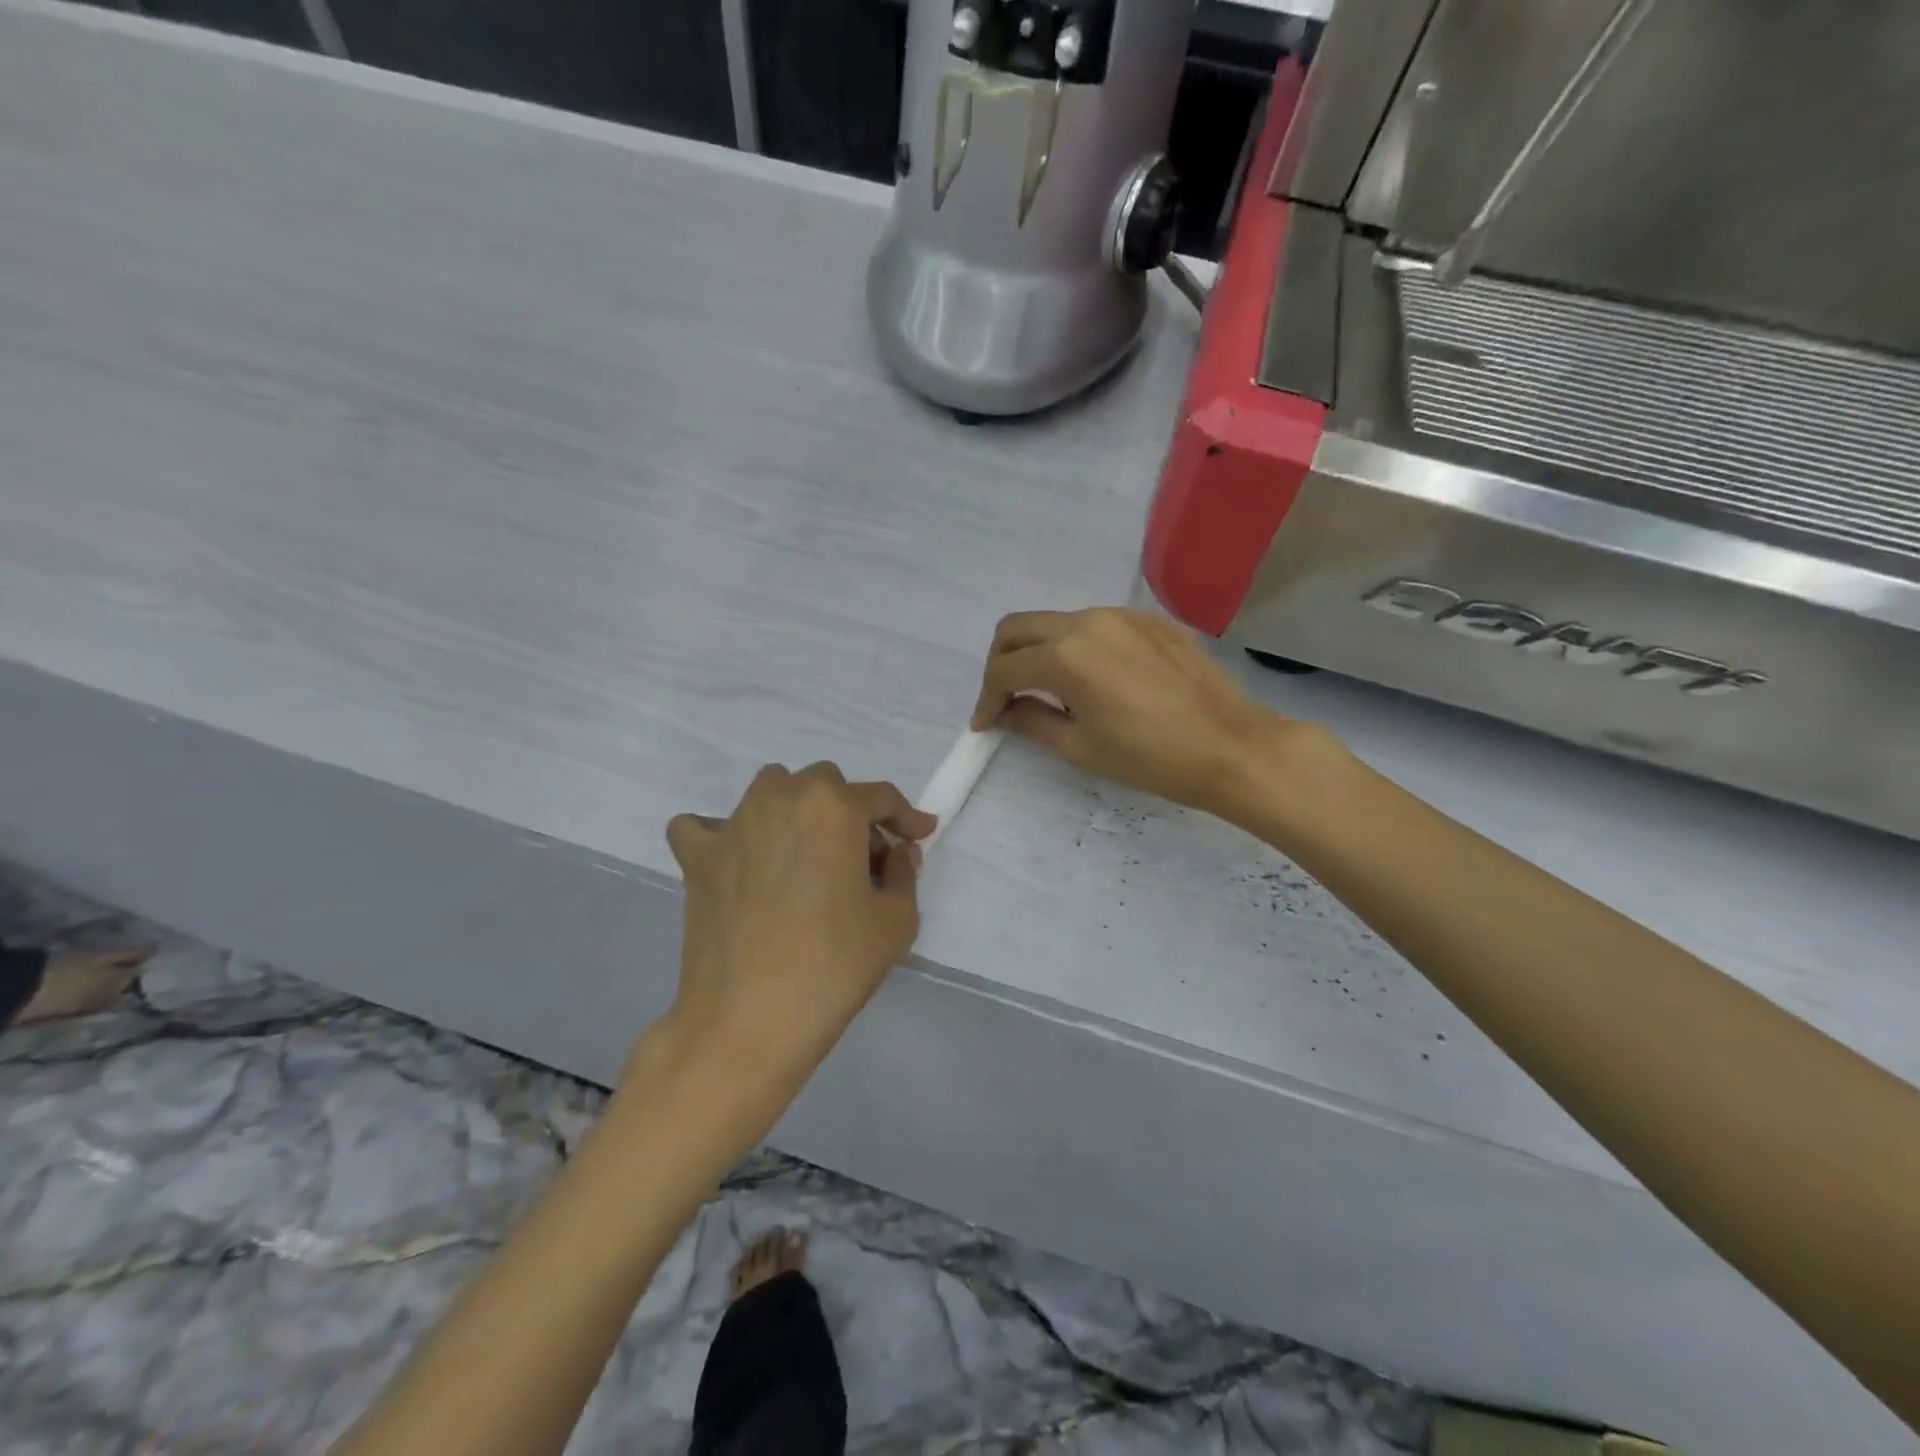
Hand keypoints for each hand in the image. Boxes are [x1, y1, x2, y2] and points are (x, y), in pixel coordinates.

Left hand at [653, 763, 935, 1096]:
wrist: (748, 1022)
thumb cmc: (833, 967)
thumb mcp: (896, 921)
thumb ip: (904, 874)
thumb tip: (896, 852)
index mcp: (833, 807)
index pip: (880, 797)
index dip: (906, 817)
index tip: (920, 836)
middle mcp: (780, 798)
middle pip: (824, 785)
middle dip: (850, 813)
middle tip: (863, 859)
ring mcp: (731, 825)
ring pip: (770, 791)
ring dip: (795, 810)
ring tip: (806, 855)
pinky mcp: (697, 857)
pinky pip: (703, 826)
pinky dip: (722, 834)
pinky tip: (738, 860)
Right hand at [971, 608, 1286, 817]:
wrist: (1231, 746)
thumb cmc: (1151, 757)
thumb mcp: (1081, 747)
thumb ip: (1033, 720)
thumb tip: (1009, 708)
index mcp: (1066, 655)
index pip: (1004, 668)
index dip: (986, 698)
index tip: (985, 725)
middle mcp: (1087, 621)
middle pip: (1018, 628)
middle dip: (1000, 662)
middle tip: (1004, 698)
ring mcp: (1121, 615)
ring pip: (1056, 622)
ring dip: (1038, 652)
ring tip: (1050, 693)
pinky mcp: (1147, 620)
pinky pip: (1093, 625)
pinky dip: (1075, 647)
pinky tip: (1092, 680)